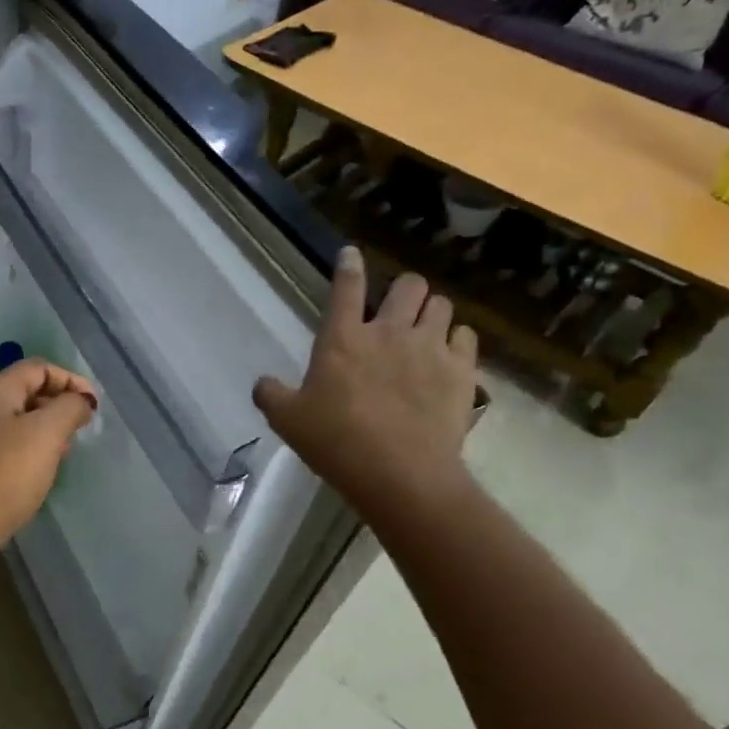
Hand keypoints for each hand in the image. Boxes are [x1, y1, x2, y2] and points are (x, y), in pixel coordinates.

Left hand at [0, 359, 97, 583]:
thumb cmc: (1, 477)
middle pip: (22, 393)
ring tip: (61, 456)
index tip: (94, 408)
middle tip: (80, 432)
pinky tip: (32, 478)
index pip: (37, 368)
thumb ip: (69, 408)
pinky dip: (22, 455)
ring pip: (11, 424)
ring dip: (41, 433)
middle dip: (56, 406)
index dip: (70, 380)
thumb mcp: (45, 435)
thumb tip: (79, 401)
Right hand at [253, 249, 477, 512]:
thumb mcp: (288, 421)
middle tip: (397, 310)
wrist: (401, 475)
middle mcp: (389, 331)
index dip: (348, 265)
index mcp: (343, 338)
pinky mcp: (461, 370)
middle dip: (403, 290)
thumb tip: (262, 383)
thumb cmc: (337, 442)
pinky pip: (466, 337)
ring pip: (442, 305)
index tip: (351, 254)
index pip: (346, 287)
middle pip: (408, 285)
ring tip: (425, 330)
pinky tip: (449, 356)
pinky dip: (457, 340)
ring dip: (431, 311)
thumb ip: (271, 395)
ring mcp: (430, 348)